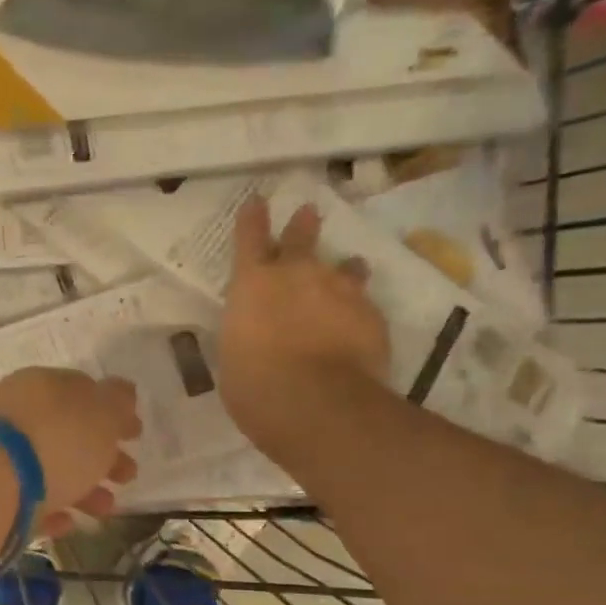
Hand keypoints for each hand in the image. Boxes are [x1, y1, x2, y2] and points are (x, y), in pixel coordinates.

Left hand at [0, 368, 140, 533]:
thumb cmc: (56, 441)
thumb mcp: (101, 414)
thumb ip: (117, 402)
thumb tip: (122, 392)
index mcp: (43, 385)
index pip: (83, 392)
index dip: (112, 412)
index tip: (135, 435)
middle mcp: (17, 413)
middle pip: (67, 433)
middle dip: (102, 455)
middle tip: (128, 475)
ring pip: (48, 469)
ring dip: (83, 489)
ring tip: (105, 510)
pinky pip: (26, 499)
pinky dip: (50, 510)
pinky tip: (67, 524)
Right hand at [219, 195, 391, 465]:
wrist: (316, 403)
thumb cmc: (255, 385)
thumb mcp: (234, 356)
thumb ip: (247, 334)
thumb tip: (255, 335)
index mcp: (253, 284)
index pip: (249, 239)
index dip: (252, 219)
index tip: (257, 201)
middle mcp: (298, 275)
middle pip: (301, 239)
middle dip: (302, 225)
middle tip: (308, 212)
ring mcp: (340, 291)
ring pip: (345, 269)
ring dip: (344, 268)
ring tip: (350, 267)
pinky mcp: (371, 315)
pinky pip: (364, 306)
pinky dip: (358, 311)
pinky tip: (359, 325)